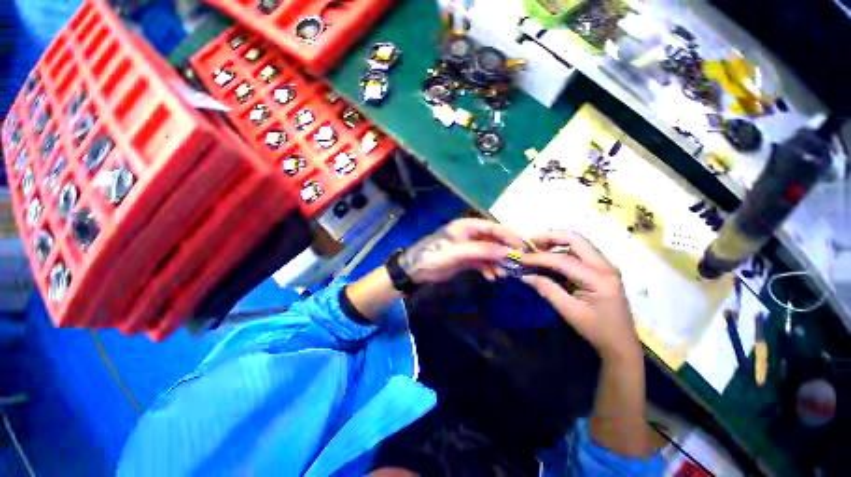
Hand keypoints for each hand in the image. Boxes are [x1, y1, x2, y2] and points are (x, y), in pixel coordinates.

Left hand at [399, 218, 525, 284]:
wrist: (416, 270)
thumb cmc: (436, 255)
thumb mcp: (459, 251)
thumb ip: (483, 251)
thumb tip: (508, 252)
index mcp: (467, 226)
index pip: (493, 227)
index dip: (508, 235)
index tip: (523, 246)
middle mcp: (469, 234)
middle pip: (492, 240)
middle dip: (504, 251)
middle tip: (518, 262)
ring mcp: (468, 247)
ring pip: (488, 252)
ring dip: (497, 262)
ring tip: (504, 273)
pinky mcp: (465, 259)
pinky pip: (481, 262)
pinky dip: (488, 269)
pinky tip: (492, 277)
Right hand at [520, 231, 639, 360]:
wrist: (621, 344)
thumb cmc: (597, 330)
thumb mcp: (569, 311)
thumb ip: (547, 289)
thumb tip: (525, 275)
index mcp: (599, 278)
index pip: (563, 260)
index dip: (539, 257)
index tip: (520, 258)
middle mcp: (605, 265)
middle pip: (576, 239)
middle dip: (550, 237)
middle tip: (530, 243)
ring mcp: (605, 265)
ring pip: (578, 242)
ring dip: (556, 242)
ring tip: (536, 249)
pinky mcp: (601, 269)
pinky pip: (579, 252)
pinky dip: (562, 250)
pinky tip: (549, 258)